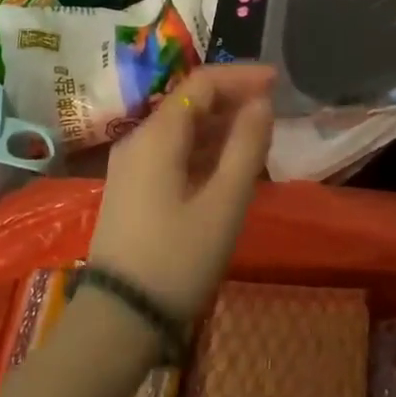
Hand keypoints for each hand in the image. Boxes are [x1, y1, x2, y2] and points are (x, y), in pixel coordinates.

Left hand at [87, 64, 274, 322]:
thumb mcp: (224, 202)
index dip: (240, 76)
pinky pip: (173, 151)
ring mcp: (131, 166)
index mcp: (157, 135)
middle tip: (272, 108)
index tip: (276, 80)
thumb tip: (261, 103)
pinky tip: (228, 163)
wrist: (118, 321)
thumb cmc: (178, 258)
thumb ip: (246, 146)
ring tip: (258, 135)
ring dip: (220, 124)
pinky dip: (204, 148)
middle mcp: (138, 140)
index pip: (201, 83)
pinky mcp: (132, 189)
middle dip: (232, 98)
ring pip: (181, 127)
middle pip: (189, 101)